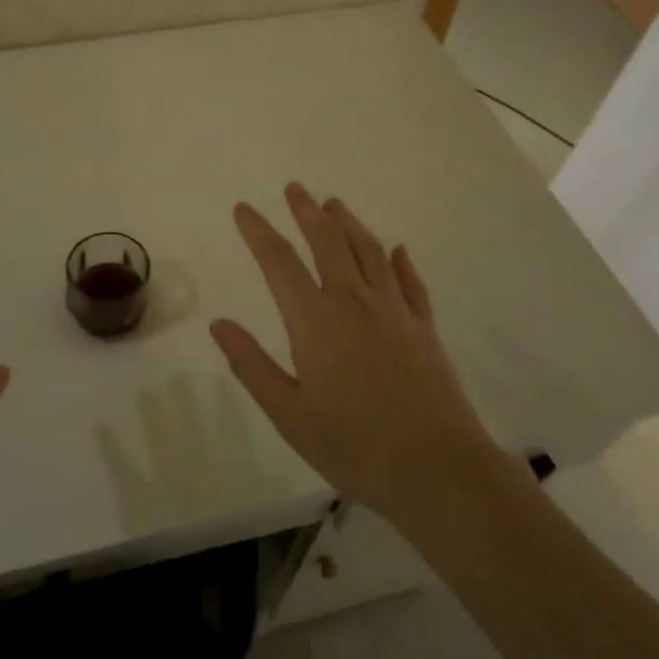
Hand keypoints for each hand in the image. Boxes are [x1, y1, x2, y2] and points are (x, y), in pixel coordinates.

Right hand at [210, 183, 519, 529]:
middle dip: (307, 212)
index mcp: (316, 321)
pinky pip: (411, 283)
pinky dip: (401, 262)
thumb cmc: (355, 447)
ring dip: (349, 224)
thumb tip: (219, 324)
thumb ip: (253, 366)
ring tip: (335, 204)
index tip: (243, 209)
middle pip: (328, 242)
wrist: (439, 470)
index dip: (258, 232)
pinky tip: (398, 251)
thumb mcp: (290, 415)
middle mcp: (355, 302)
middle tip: (295, 188)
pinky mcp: (424, 329)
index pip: (279, 262)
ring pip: (369, 252)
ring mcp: (395, 312)